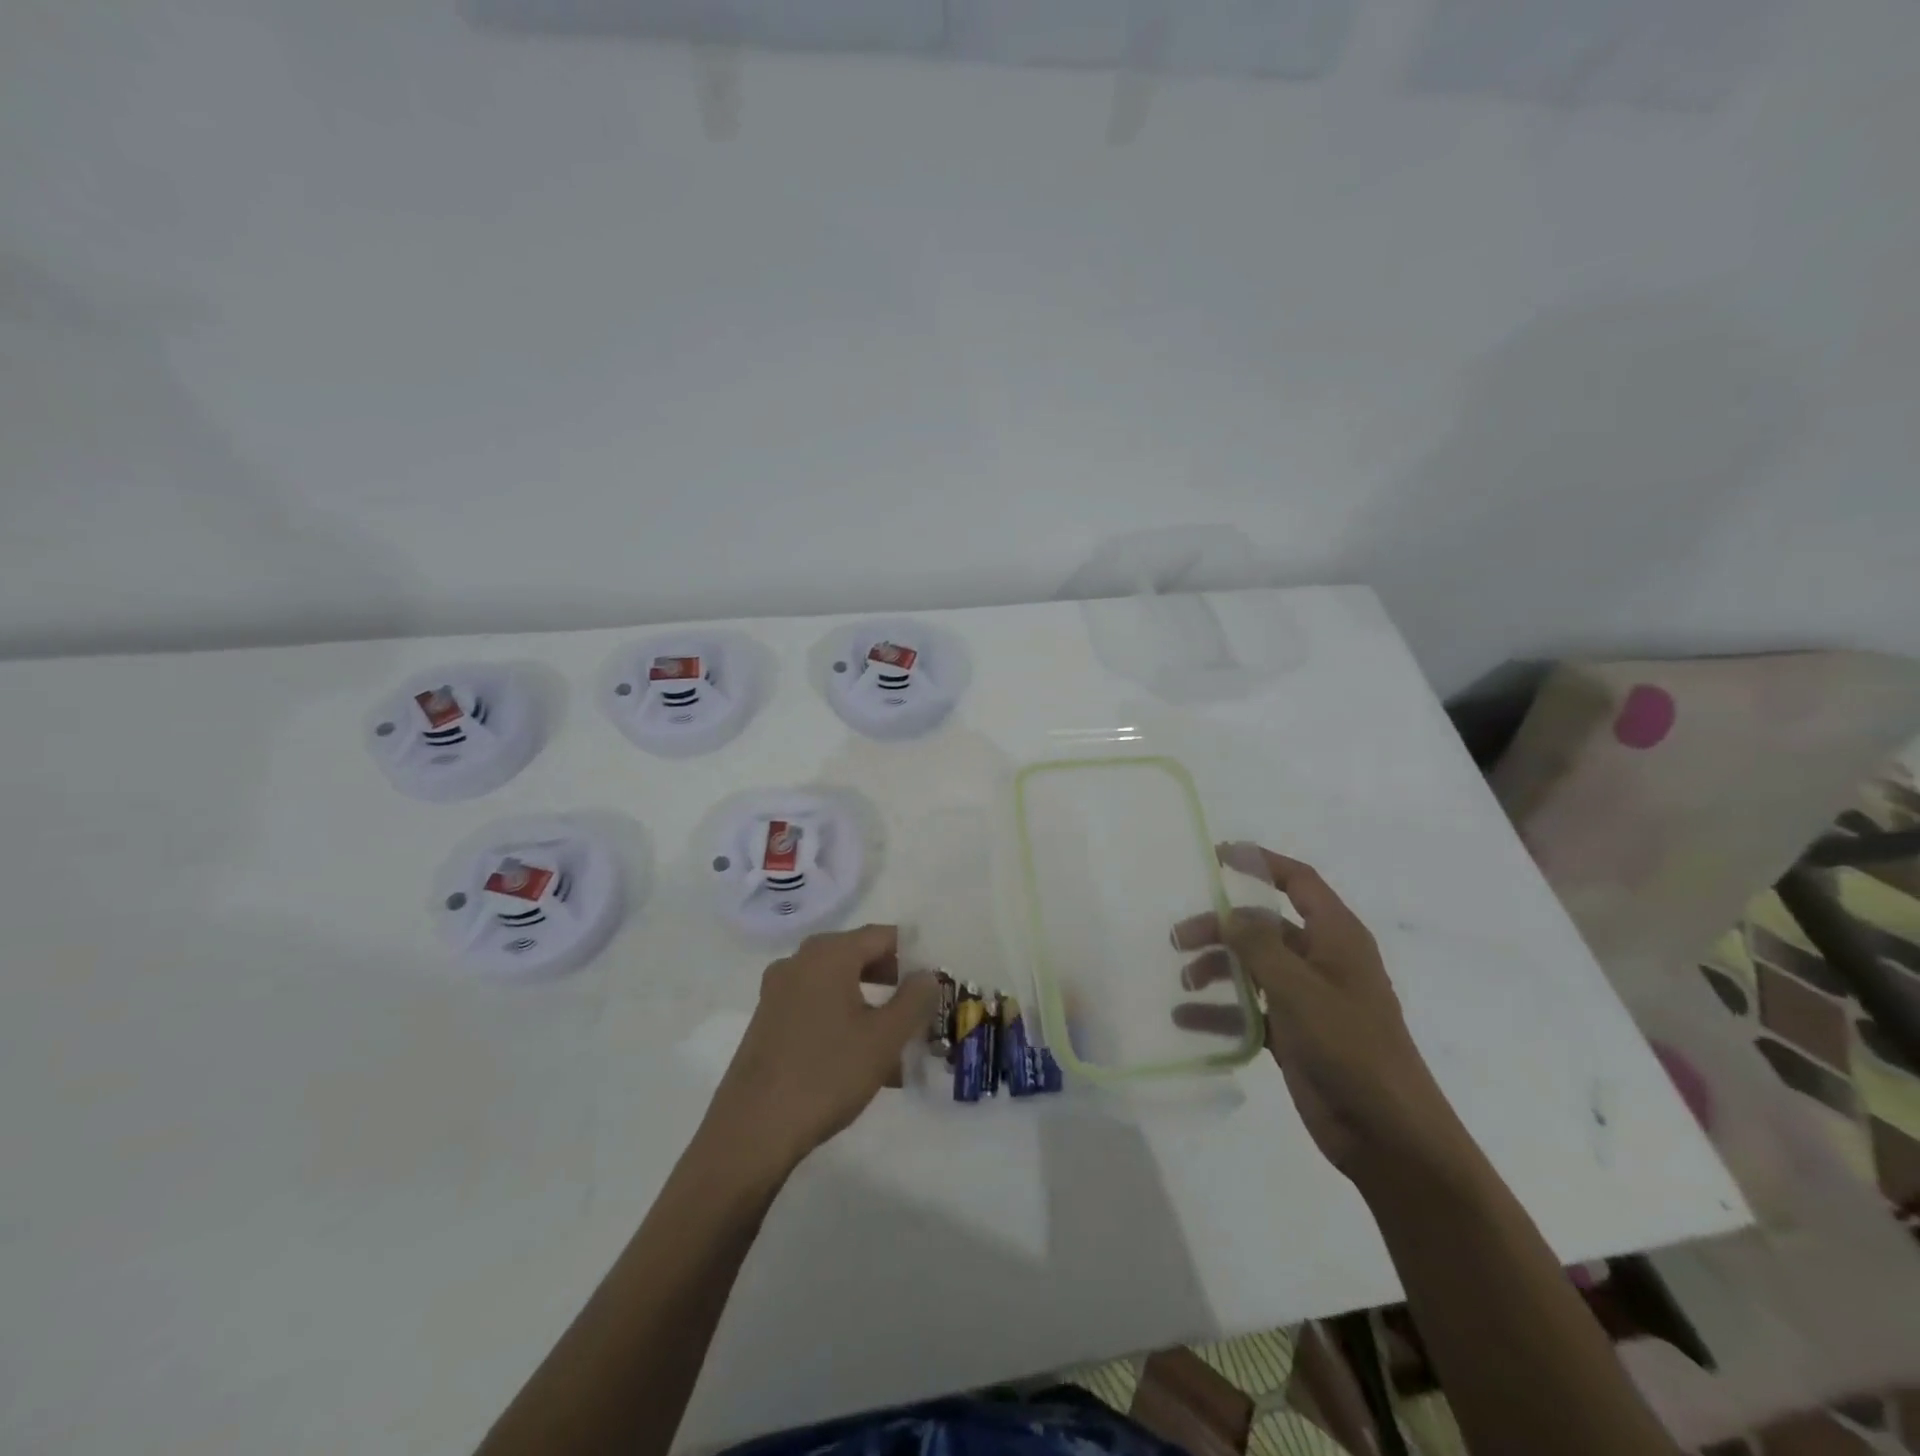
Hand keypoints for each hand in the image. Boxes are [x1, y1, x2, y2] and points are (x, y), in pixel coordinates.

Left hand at [703, 925, 940, 1177]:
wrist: (752, 1130)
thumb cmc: (826, 1074)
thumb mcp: (884, 1038)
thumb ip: (914, 999)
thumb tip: (927, 974)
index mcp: (829, 954)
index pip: (882, 936)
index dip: (913, 954)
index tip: (935, 980)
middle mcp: (799, 961)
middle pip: (857, 956)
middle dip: (892, 980)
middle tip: (919, 1008)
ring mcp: (778, 991)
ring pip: (837, 985)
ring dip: (869, 1005)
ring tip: (896, 1042)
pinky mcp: (767, 1021)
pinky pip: (815, 1007)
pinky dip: (842, 1021)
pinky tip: (861, 1060)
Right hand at [1173, 844, 1466, 1185]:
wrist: (1388, 1135)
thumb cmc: (1350, 1048)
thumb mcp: (1300, 989)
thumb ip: (1259, 946)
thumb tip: (1229, 915)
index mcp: (1337, 938)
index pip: (1299, 882)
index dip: (1261, 863)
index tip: (1218, 856)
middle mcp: (1322, 961)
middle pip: (1263, 927)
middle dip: (1220, 928)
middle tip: (1178, 939)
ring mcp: (1308, 999)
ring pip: (1253, 967)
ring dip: (1217, 969)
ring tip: (1184, 981)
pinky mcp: (1295, 1034)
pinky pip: (1250, 1010)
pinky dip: (1221, 1011)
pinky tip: (1187, 1018)